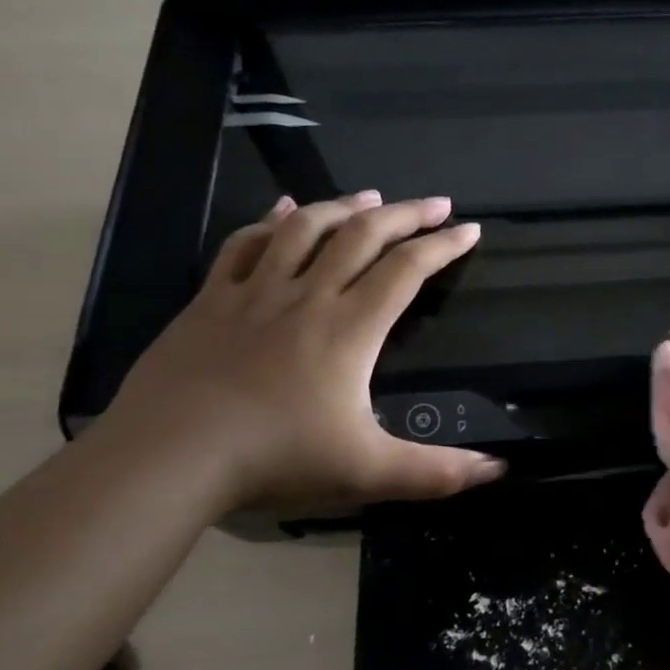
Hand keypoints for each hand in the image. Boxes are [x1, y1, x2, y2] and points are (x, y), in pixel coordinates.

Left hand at [107, 191, 504, 515]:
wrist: (170, 455)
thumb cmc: (275, 458)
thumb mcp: (367, 471)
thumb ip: (436, 472)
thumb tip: (499, 471)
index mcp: (350, 328)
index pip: (407, 271)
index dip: (443, 247)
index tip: (470, 230)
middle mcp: (308, 295)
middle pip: (363, 235)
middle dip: (406, 214)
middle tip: (435, 203)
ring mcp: (255, 292)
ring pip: (305, 228)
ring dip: (344, 206)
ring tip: (371, 197)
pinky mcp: (211, 300)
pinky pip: (245, 244)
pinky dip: (270, 220)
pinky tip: (284, 209)